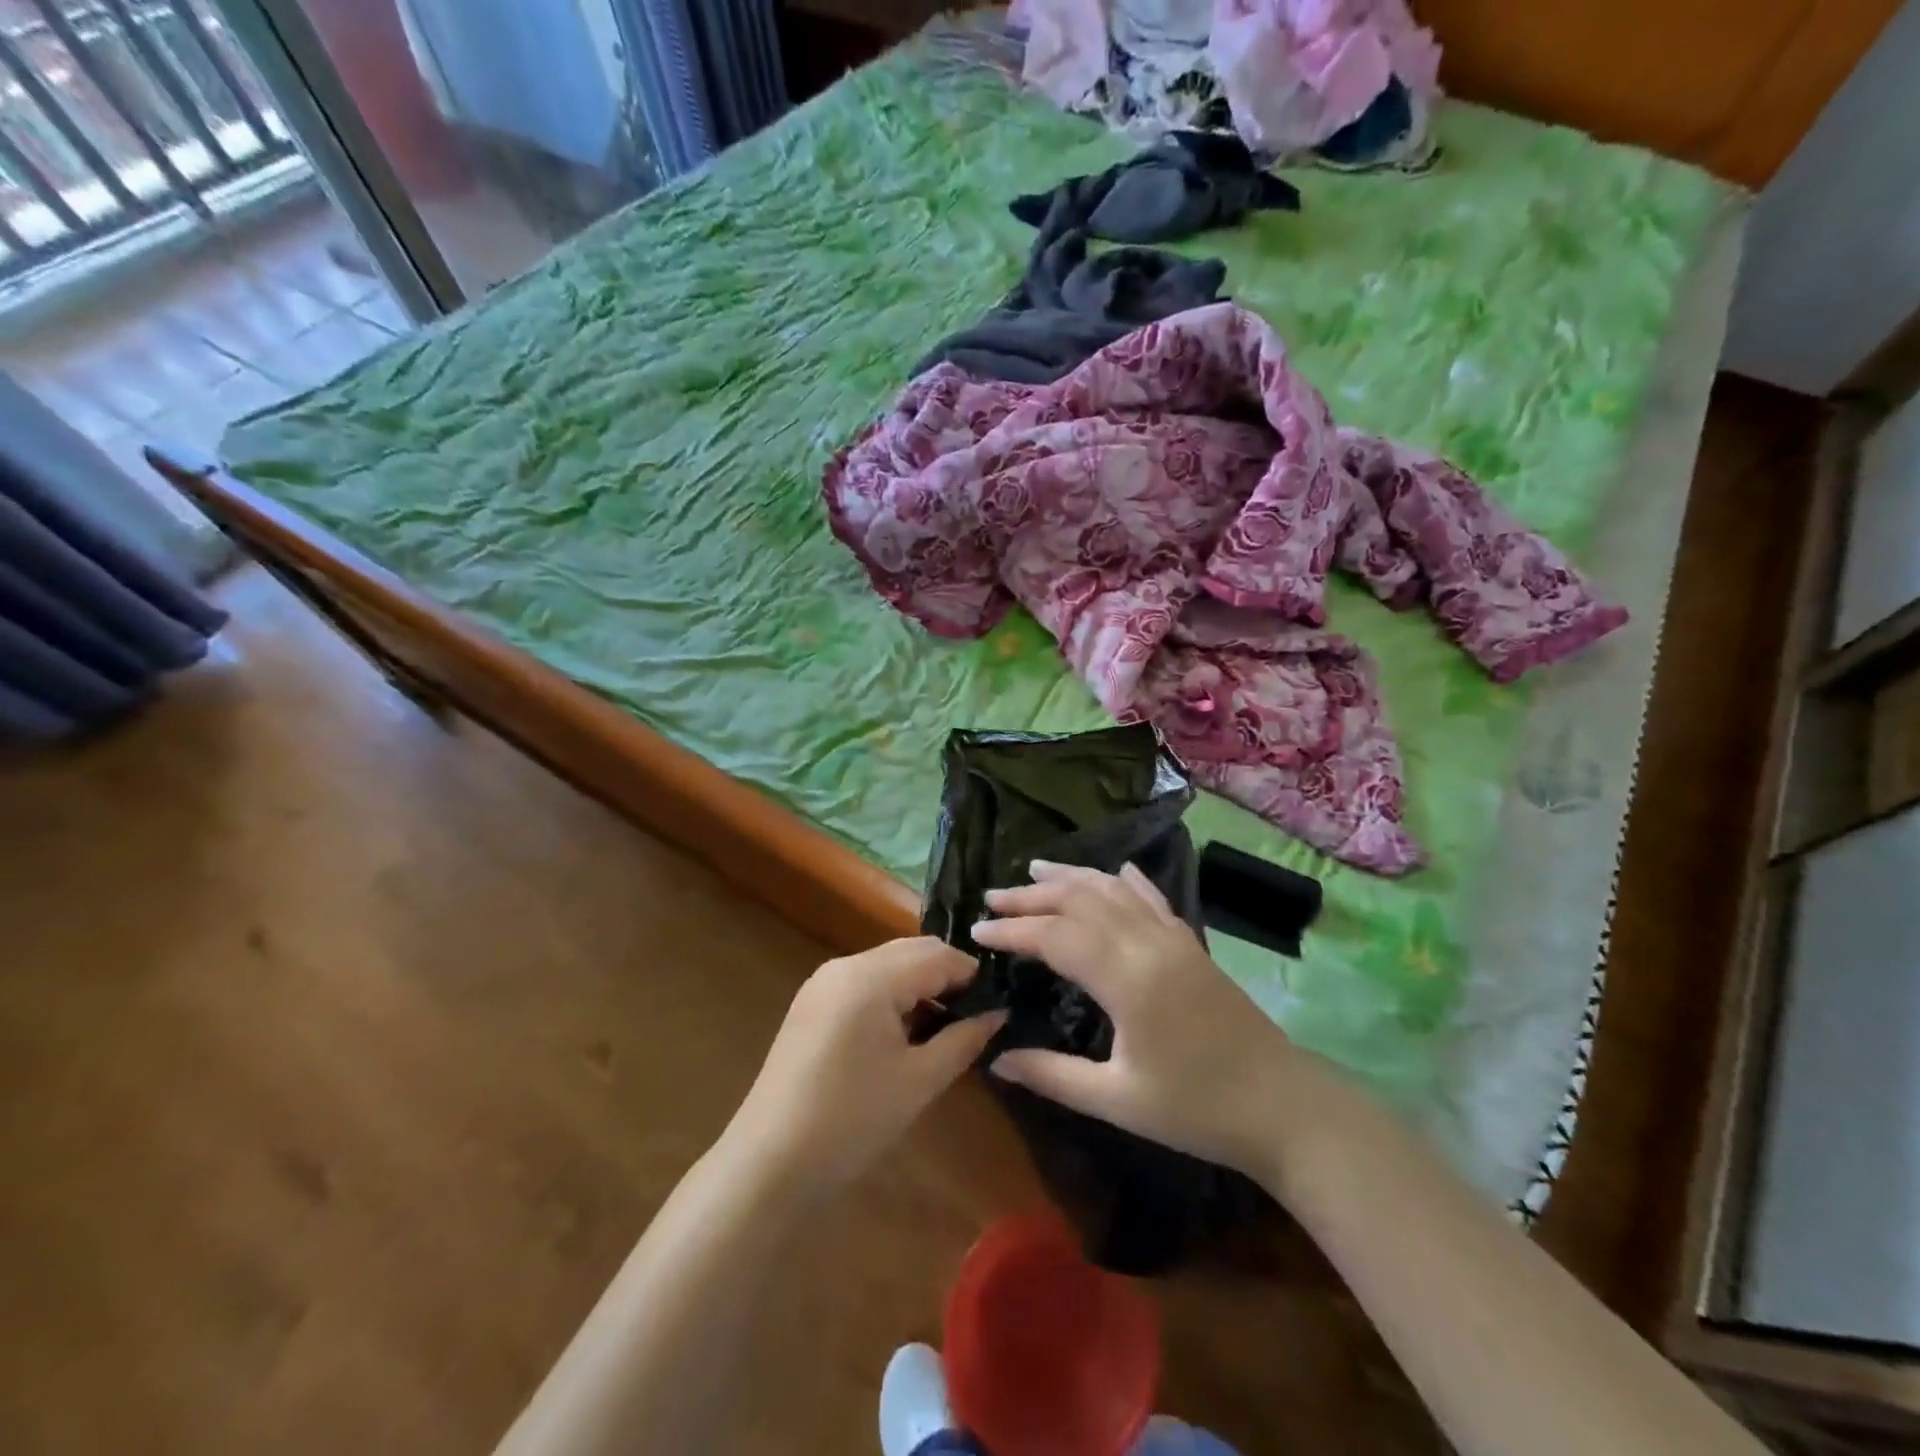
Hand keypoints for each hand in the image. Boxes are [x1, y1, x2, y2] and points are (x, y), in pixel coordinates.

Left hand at [722, 938, 1004, 1200]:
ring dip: (920, 985)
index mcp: (872, 976)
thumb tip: (998, 1014)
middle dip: (948, 976)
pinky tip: (905, 1033)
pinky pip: (864, 983)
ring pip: (888, 965)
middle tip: (978, 1014)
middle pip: (912, 952)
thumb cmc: (852, 1120)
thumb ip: (964, 1039)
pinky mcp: (811, 1004)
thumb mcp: (920, 1081)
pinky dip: (892, 996)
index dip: (973, 975)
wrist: (769, 1162)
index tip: (1000, 1002)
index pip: (938, 954)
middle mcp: (845, 965)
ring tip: (947, 1026)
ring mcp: (823, 982)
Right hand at [972, 861, 1298, 1176]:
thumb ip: (1052, 1075)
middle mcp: (1148, 944)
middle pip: (1081, 901)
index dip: (1013, 930)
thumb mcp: (1116, 1100)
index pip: (1056, 937)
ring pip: (1115, 890)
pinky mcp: (1192, 944)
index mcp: (1127, 979)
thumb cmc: (1196, 1110)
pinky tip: (1115, 870)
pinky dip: (1126, 880)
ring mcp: (1175, 938)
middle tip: (993, 897)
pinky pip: (1152, 898)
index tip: (977, 932)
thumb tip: (996, 1060)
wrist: (1283, 1107)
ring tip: (1035, 869)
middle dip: (1033, 896)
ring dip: (1072, 877)